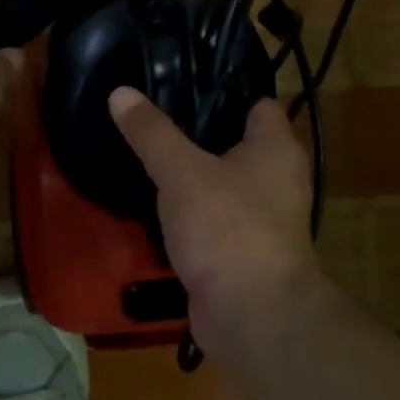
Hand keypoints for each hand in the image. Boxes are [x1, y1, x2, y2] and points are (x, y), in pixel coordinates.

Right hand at [108, 88, 322, 355]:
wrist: (250, 315)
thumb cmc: (226, 227)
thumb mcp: (180, 172)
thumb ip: (151, 132)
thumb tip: (120, 92)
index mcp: (276, 150)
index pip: (258, 105)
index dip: (225, 92)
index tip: (183, 84)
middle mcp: (278, 180)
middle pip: (239, 144)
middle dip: (201, 134)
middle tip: (156, 121)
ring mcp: (264, 220)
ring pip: (225, 184)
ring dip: (195, 176)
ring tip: (151, 158)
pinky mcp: (244, 252)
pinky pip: (216, 220)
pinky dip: (193, 213)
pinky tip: (159, 206)